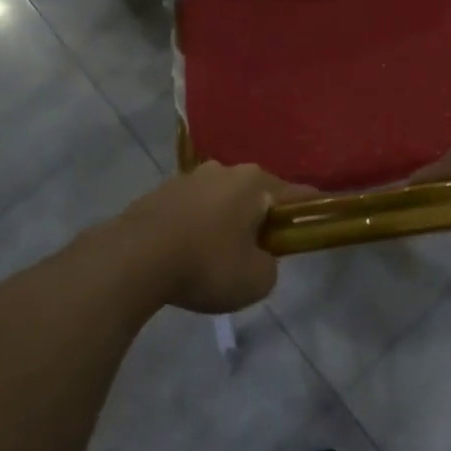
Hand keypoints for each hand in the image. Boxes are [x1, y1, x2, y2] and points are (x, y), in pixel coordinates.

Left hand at [101, 163, 312, 313]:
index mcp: (255, 182)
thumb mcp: (256, 280)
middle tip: (260, 252)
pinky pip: (192, 209)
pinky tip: (187, 253)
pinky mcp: (160, 192)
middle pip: (256, 194)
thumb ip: (270, 266)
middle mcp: (225, 170)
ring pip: (221, 200)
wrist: (133, 259)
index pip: (296, 194)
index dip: (311, 211)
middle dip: (261, 218)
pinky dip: (197, 226)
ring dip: (226, 221)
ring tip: (218, 256)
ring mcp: (189, 177)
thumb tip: (260, 258)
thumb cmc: (206, 264)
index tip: (317, 223)